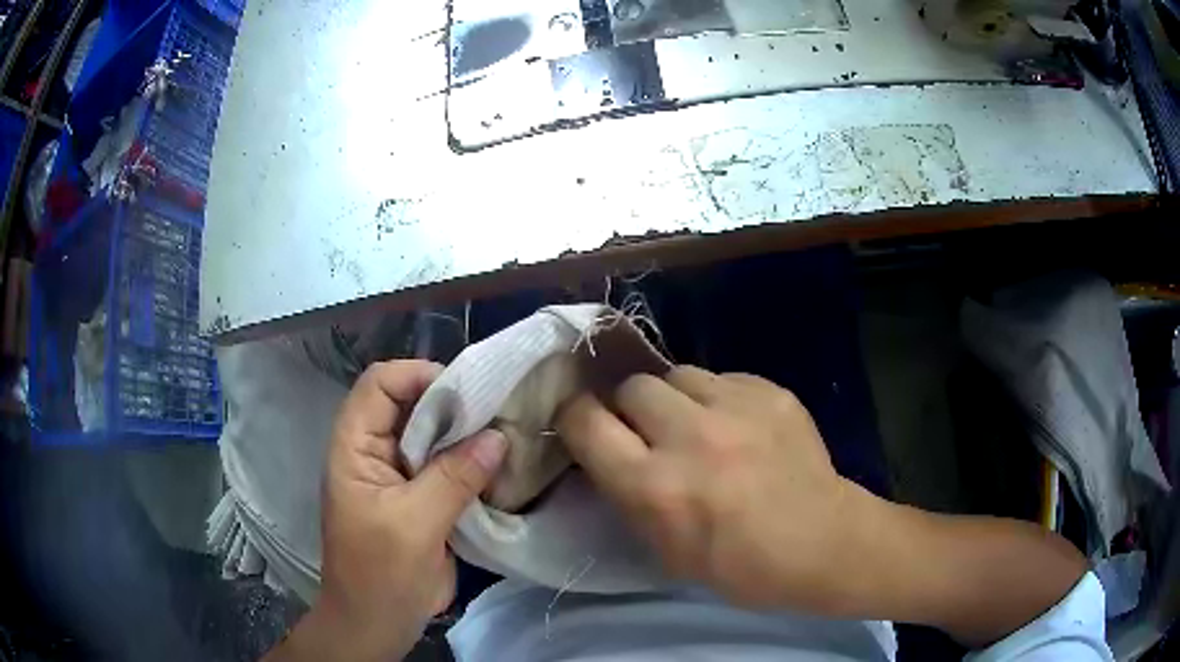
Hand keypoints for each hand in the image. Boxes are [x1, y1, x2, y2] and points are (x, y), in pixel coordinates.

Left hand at [266, 360, 506, 661]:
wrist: (378, 624)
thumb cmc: (380, 575)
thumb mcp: (414, 525)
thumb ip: (453, 478)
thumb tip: (499, 436)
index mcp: (355, 447)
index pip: (379, 385)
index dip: (417, 376)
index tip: (466, 392)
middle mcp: (375, 452)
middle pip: (409, 405)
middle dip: (451, 404)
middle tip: (498, 411)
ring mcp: (399, 476)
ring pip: (431, 436)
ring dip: (465, 434)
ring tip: (506, 434)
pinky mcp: (420, 499)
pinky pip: (446, 467)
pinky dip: (470, 462)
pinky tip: (499, 466)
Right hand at [556, 365, 868, 611]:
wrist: (822, 543)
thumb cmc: (739, 566)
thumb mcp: (665, 550)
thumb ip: (630, 495)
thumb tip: (610, 452)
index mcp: (655, 487)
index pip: (584, 421)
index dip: (576, 417)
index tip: (584, 425)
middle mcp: (690, 437)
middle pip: (632, 386)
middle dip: (630, 407)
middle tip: (649, 430)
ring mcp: (736, 407)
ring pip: (677, 373)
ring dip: (675, 398)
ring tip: (696, 423)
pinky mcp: (771, 391)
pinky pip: (724, 378)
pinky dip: (719, 398)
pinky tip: (739, 425)